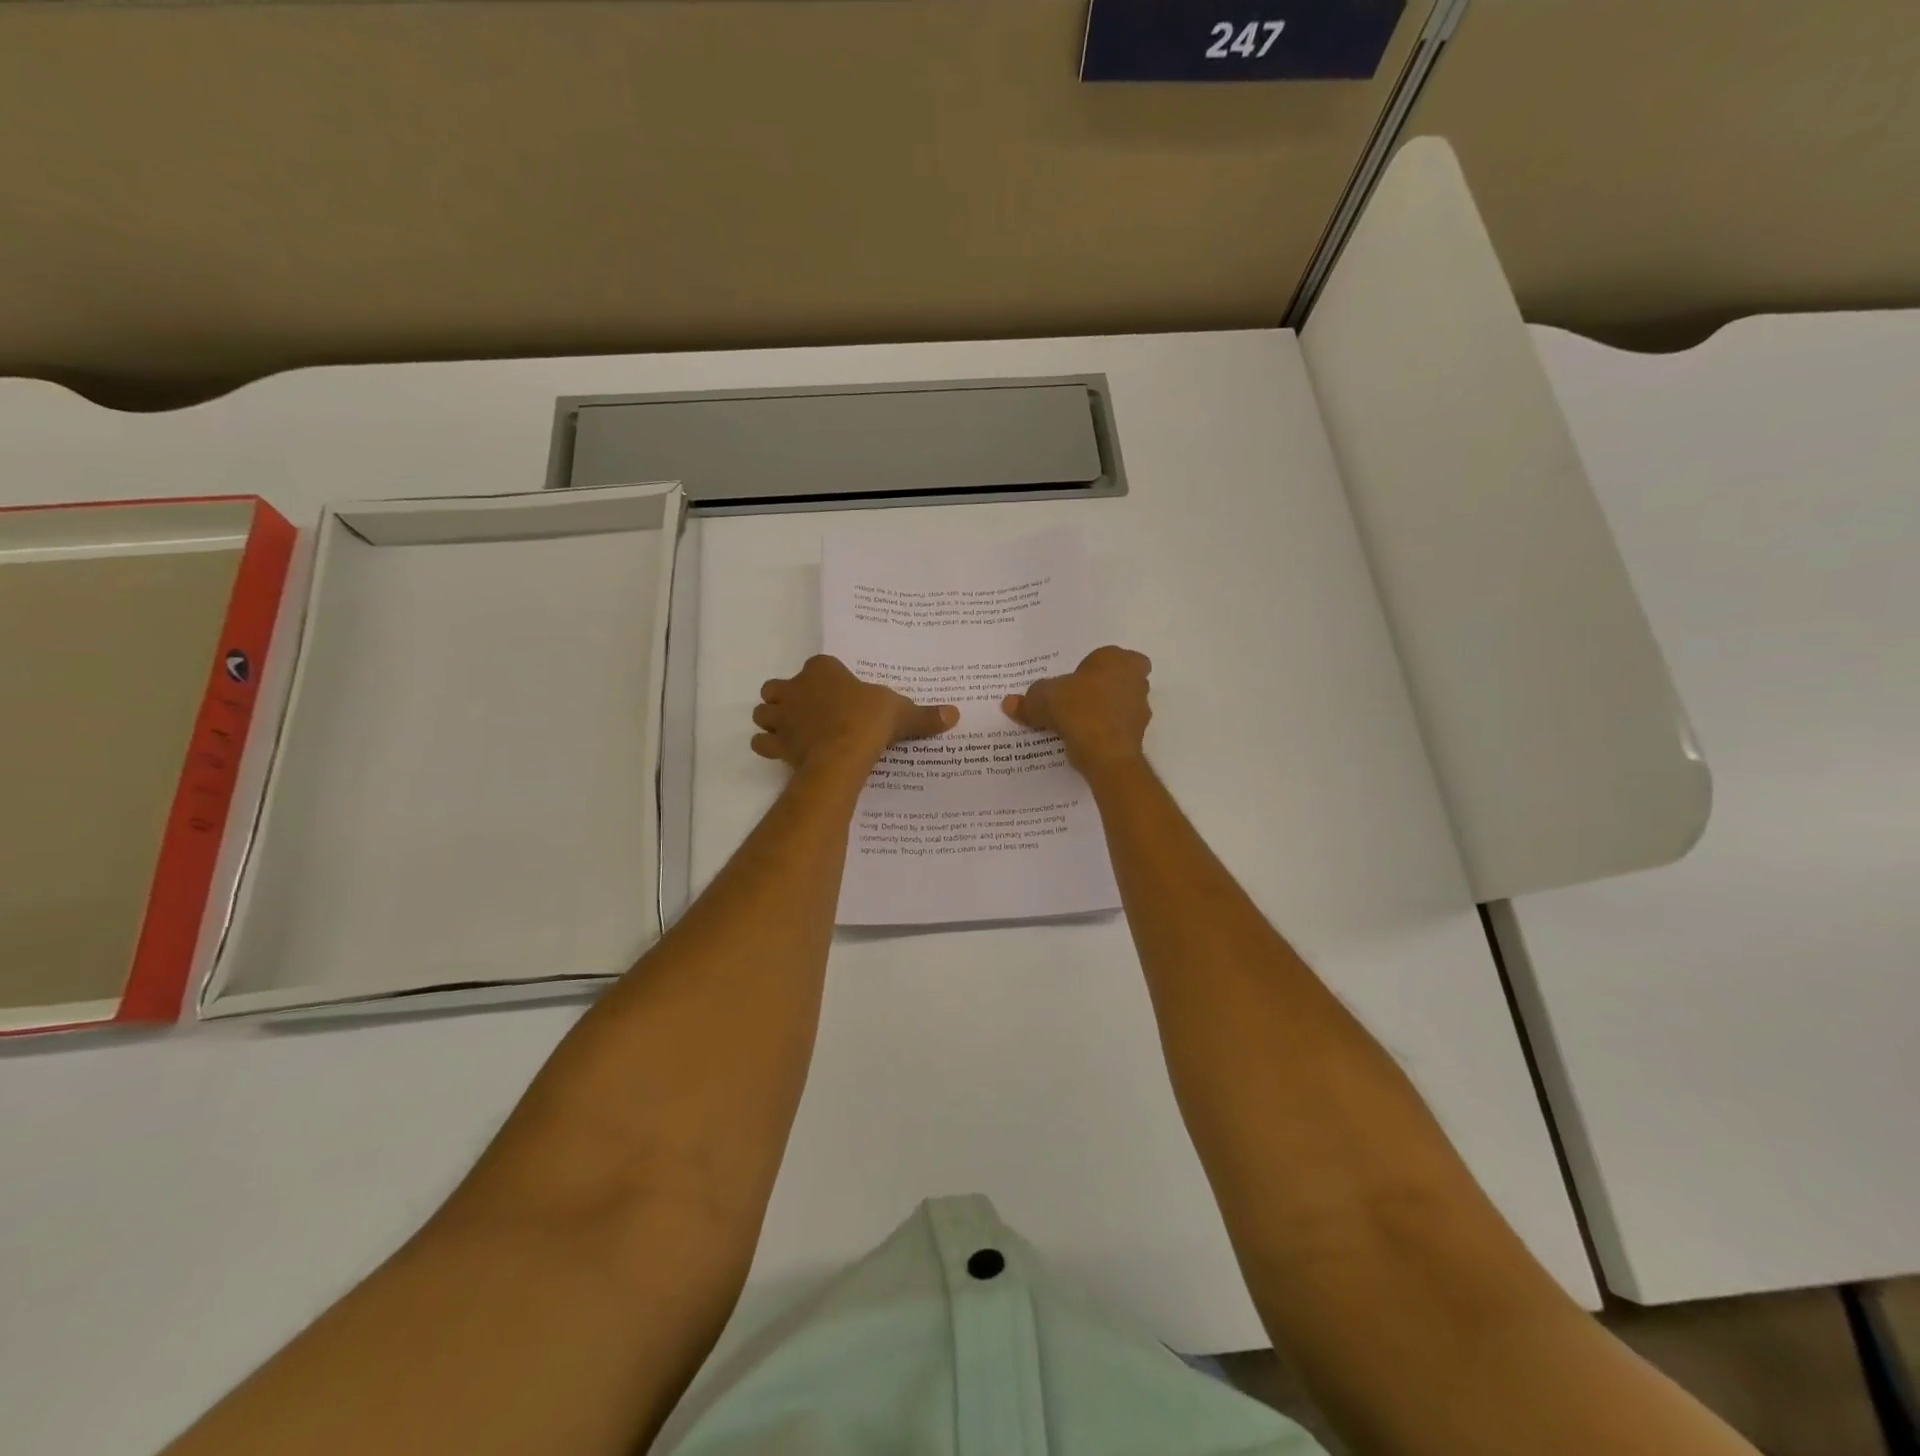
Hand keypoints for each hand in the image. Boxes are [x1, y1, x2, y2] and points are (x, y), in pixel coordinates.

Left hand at [753, 656, 957, 771]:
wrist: (843, 753)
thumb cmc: (869, 721)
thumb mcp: (901, 713)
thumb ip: (924, 715)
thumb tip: (954, 714)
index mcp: (823, 669)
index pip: (818, 666)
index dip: (824, 679)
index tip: (837, 694)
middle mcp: (796, 687)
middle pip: (779, 687)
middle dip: (788, 697)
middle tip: (809, 713)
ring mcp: (782, 716)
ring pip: (764, 712)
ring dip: (773, 720)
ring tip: (792, 731)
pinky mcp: (776, 743)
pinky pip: (761, 742)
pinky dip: (769, 746)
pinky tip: (784, 752)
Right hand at [1003, 646, 1151, 773]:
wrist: (1105, 753)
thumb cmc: (1078, 709)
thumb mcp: (1042, 699)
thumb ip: (1028, 700)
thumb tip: (1009, 703)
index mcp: (1117, 659)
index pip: (1107, 656)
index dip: (1091, 668)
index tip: (1073, 681)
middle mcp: (1135, 680)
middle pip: (1117, 680)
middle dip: (1100, 689)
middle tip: (1074, 700)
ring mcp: (1140, 709)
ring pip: (1119, 705)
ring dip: (1103, 712)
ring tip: (1074, 725)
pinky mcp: (1138, 736)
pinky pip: (1116, 729)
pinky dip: (1103, 733)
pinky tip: (1082, 742)